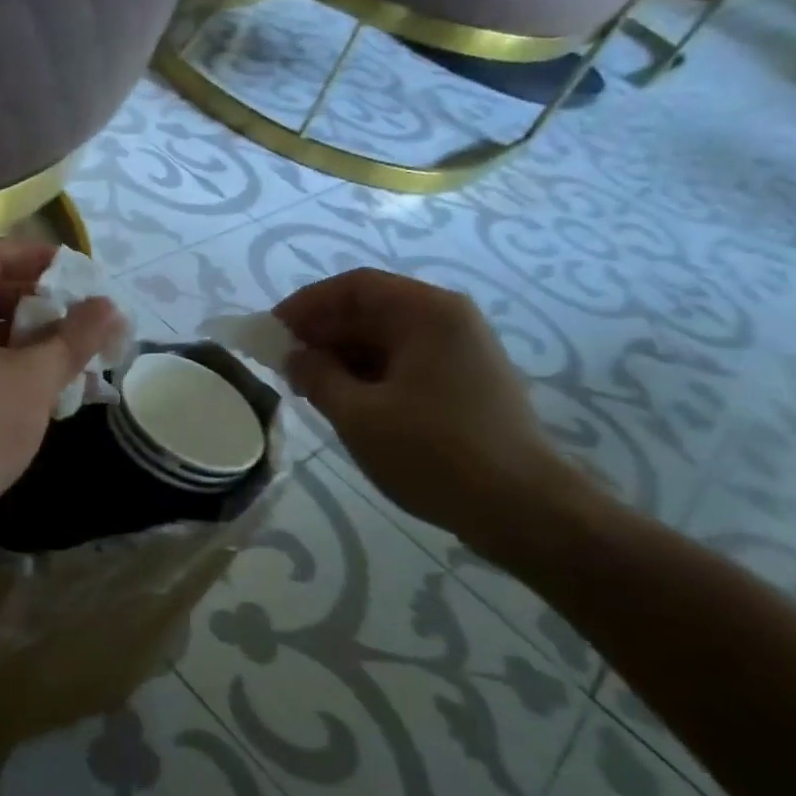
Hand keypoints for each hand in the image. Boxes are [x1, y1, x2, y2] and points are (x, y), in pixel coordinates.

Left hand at [0, 238, 125, 567]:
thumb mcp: (33, 377)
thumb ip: (74, 337)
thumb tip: (111, 307)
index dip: (38, 258)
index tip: (81, 273)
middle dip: (39, 304)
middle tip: (84, 317)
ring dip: (31, 341)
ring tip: (80, 354)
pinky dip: (12, 370)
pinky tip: (55, 389)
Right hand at [275, 268, 594, 550]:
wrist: (524, 508)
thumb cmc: (434, 454)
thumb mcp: (359, 416)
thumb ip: (317, 377)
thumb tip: (294, 356)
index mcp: (427, 313)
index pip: (354, 287)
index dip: (306, 304)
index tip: (271, 332)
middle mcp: (449, 319)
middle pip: (372, 308)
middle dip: (323, 332)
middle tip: (283, 363)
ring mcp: (463, 350)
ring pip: (388, 337)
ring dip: (344, 354)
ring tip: (308, 386)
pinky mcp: (467, 380)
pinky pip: (407, 361)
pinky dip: (370, 372)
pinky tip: (346, 400)